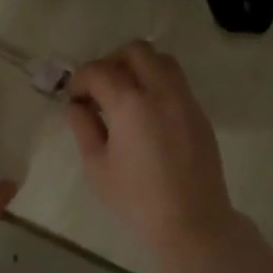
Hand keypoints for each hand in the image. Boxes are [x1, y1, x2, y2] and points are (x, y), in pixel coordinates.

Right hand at [66, 41, 250, 272]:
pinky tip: (145, 113)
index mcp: (131, 104)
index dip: (80, 79)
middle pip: (135, 51)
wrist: (192, 221)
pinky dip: (156, 83)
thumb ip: (84, 128)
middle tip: (98, 89)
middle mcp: (161, 91)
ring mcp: (185, 100)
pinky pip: (176, 81)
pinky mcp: (199, 113)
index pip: (99, 71)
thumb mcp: (97, 166)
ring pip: (162, 60)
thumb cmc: (136, 199)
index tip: (74, 98)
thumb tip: (78, 106)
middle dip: (111, 62)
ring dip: (138, 67)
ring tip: (124, 95)